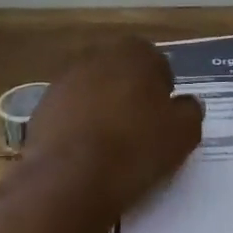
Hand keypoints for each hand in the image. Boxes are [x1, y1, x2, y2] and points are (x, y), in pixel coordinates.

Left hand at [24, 36, 202, 213]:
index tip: (163, 118)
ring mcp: (64, 80)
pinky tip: (86, 154)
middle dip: (130, 94)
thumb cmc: (136, 148)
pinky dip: (79, 126)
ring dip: (102, 109)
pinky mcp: (41, 107)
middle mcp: (97, 56)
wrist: (71, 179)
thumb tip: (186, 103)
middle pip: (121, 73)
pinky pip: (70, 112)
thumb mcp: (183, 134)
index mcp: (134, 52)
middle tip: (140, 129)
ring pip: (93, 91)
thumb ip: (190, 111)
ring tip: (111, 145)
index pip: (156, 63)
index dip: (162, 90)